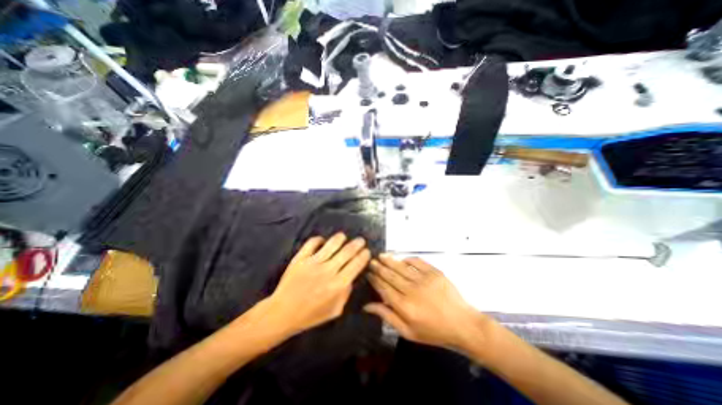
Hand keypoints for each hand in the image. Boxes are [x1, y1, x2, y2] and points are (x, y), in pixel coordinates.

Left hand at [263, 233, 368, 336]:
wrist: (282, 313)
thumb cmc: (310, 315)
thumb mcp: (335, 311)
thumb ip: (346, 293)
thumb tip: (351, 277)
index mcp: (338, 284)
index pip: (356, 264)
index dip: (364, 255)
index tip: (367, 251)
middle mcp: (328, 271)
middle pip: (347, 251)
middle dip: (357, 244)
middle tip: (360, 240)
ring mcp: (313, 263)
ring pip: (332, 244)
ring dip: (340, 238)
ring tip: (343, 237)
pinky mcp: (300, 258)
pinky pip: (312, 243)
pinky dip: (319, 239)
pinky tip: (323, 241)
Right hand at [364, 255, 487, 353]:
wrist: (462, 324)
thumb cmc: (433, 331)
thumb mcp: (408, 332)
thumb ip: (387, 316)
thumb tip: (367, 306)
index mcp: (404, 306)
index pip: (383, 288)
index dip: (375, 280)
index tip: (368, 273)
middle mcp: (411, 290)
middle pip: (390, 275)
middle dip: (379, 268)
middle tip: (371, 261)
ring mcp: (423, 279)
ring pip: (401, 267)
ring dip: (390, 260)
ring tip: (381, 255)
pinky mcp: (434, 273)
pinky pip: (417, 262)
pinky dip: (408, 259)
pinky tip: (402, 258)